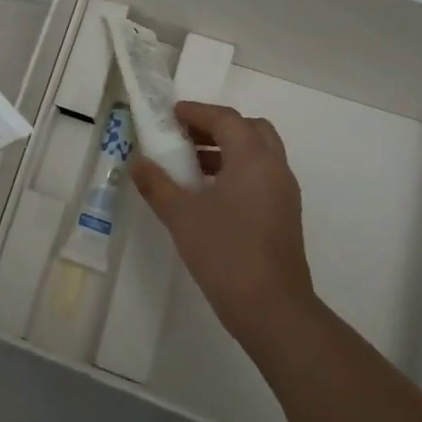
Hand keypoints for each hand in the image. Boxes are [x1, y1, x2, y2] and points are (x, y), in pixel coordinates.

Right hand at [130, 101, 315, 358]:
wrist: (272, 309)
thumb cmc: (225, 253)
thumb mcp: (181, 216)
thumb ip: (157, 185)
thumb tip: (137, 162)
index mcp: (252, 160)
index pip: (226, 119)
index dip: (197, 112)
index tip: (171, 114)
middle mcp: (274, 169)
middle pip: (250, 129)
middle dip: (217, 126)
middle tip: (185, 136)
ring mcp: (284, 193)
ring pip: (258, 154)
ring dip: (228, 149)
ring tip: (191, 164)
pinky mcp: (285, 215)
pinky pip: (262, 176)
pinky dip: (238, 170)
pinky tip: (210, 193)